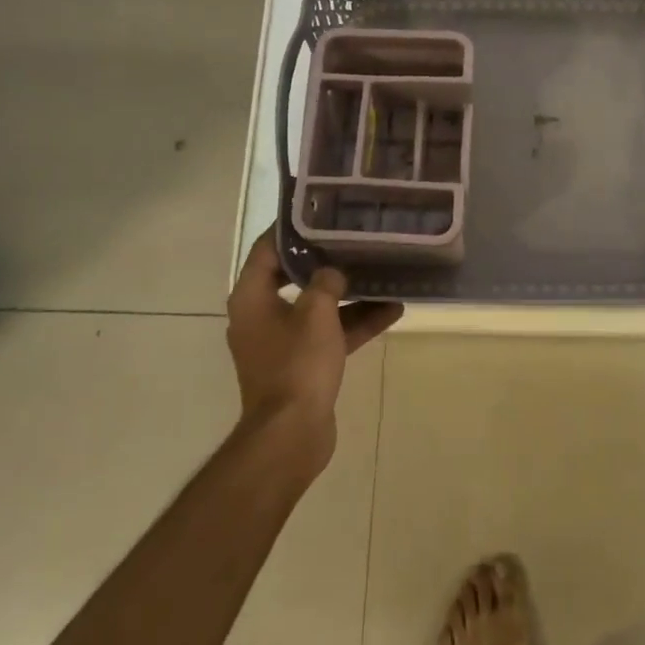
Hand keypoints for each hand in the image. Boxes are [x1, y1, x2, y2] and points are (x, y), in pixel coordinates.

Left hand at [225, 229, 403, 470]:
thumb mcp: (316, 313)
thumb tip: (333, 272)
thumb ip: (325, 283)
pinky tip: (392, 311)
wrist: (291, 433)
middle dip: (327, 259)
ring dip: (349, 294)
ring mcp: (282, 341)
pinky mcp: (301, 363)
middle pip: (294, 276)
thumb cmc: (297, 365)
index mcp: (252, 297)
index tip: (320, 211)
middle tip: (356, 237)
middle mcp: (261, 315)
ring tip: (383, 271)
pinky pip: (329, 333)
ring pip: (318, 306)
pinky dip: (354, 323)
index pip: (267, 249)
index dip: (291, 228)